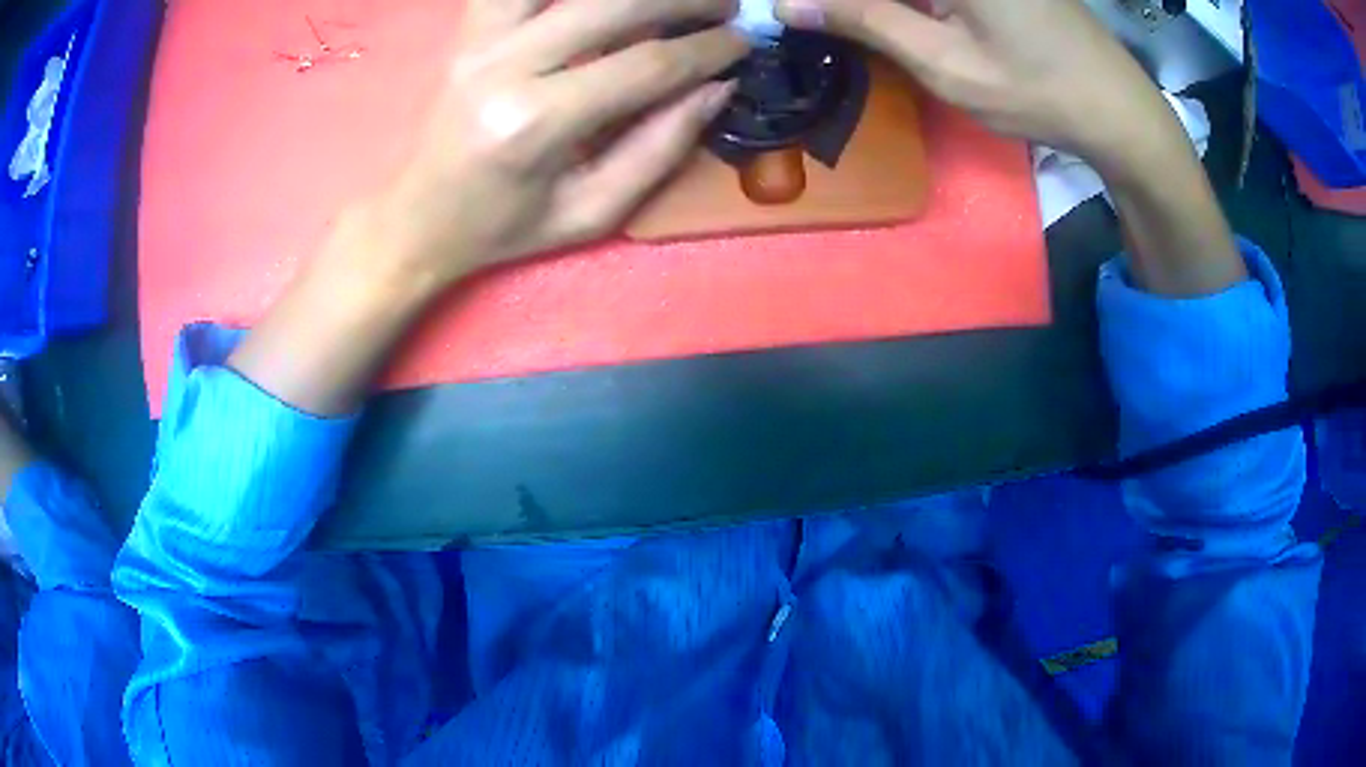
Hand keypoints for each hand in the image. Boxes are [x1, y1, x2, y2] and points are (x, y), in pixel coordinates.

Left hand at [369, 0, 747, 286]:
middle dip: (687, 0)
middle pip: (615, 4)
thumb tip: (717, 88)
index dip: (707, 49)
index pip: (646, 65)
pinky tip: (603, 2)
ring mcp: (478, 39)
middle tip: (727, 6)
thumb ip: (659, 149)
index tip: (744, 42)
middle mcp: (505, 65)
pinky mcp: (467, 30)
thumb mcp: (590, 214)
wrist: (416, 219)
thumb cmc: (503, 228)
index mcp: (535, 123)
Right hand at [775, 0, 1176, 171]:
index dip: (825, 0)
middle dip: (852, 5)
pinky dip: (909, 6)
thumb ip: (864, 20)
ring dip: (879, 8)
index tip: (791, 12)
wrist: (1119, 109)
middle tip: (814, 18)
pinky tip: (894, 21)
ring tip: (843, 21)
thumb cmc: (1038, 91)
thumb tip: (786, 4)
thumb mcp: (945, 62)